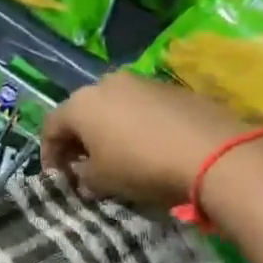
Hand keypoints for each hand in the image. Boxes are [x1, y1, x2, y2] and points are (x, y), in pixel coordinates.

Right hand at [42, 71, 255, 207]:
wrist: (213, 153)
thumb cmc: (143, 167)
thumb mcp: (103, 181)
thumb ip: (83, 177)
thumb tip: (82, 174)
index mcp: (81, 103)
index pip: (50, 127)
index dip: (50, 155)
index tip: (58, 178)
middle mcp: (106, 83)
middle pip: (81, 112)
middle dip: (79, 140)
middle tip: (85, 167)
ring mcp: (140, 81)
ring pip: (113, 106)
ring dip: (109, 130)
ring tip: (119, 156)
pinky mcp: (170, 88)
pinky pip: (141, 107)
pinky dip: (136, 125)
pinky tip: (149, 146)